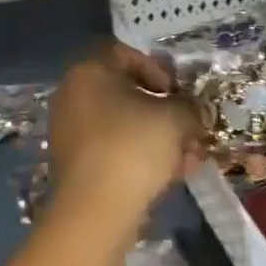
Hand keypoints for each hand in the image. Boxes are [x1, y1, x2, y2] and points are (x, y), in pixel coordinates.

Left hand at [48, 42, 201, 222]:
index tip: (177, 92)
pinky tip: (169, 176)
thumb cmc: (133, 146)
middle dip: (162, 111)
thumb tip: (196, 112)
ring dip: (156, 137)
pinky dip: (139, 157)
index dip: (158, 69)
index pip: (125, 55)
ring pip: (122, 125)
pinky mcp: (74, 164)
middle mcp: (71, 95)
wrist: (95, 209)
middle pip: (125, 93)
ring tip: (187, 158)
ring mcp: (69, 131)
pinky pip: (112, 150)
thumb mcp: (175, 119)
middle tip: (187, 128)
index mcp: (88, 72)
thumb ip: (190, 108)